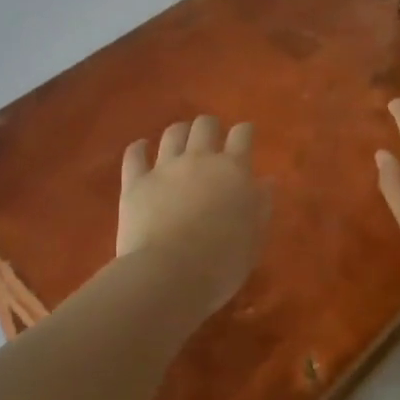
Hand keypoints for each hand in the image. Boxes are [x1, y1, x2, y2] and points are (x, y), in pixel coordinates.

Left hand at [118, 116, 265, 314]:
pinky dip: (138, 148)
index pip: (242, 134)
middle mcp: (199, 159)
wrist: (170, 274)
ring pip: (173, 133)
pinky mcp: (136, 181)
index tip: (246, 135)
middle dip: (210, 128)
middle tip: (211, 140)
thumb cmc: (222, 263)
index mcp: (233, 171)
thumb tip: (265, 181)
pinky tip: (141, 148)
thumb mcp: (254, 238)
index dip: (245, 131)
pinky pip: (134, 154)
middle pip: (205, 125)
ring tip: (181, 140)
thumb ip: (260, 205)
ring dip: (179, 133)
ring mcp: (164, 167)